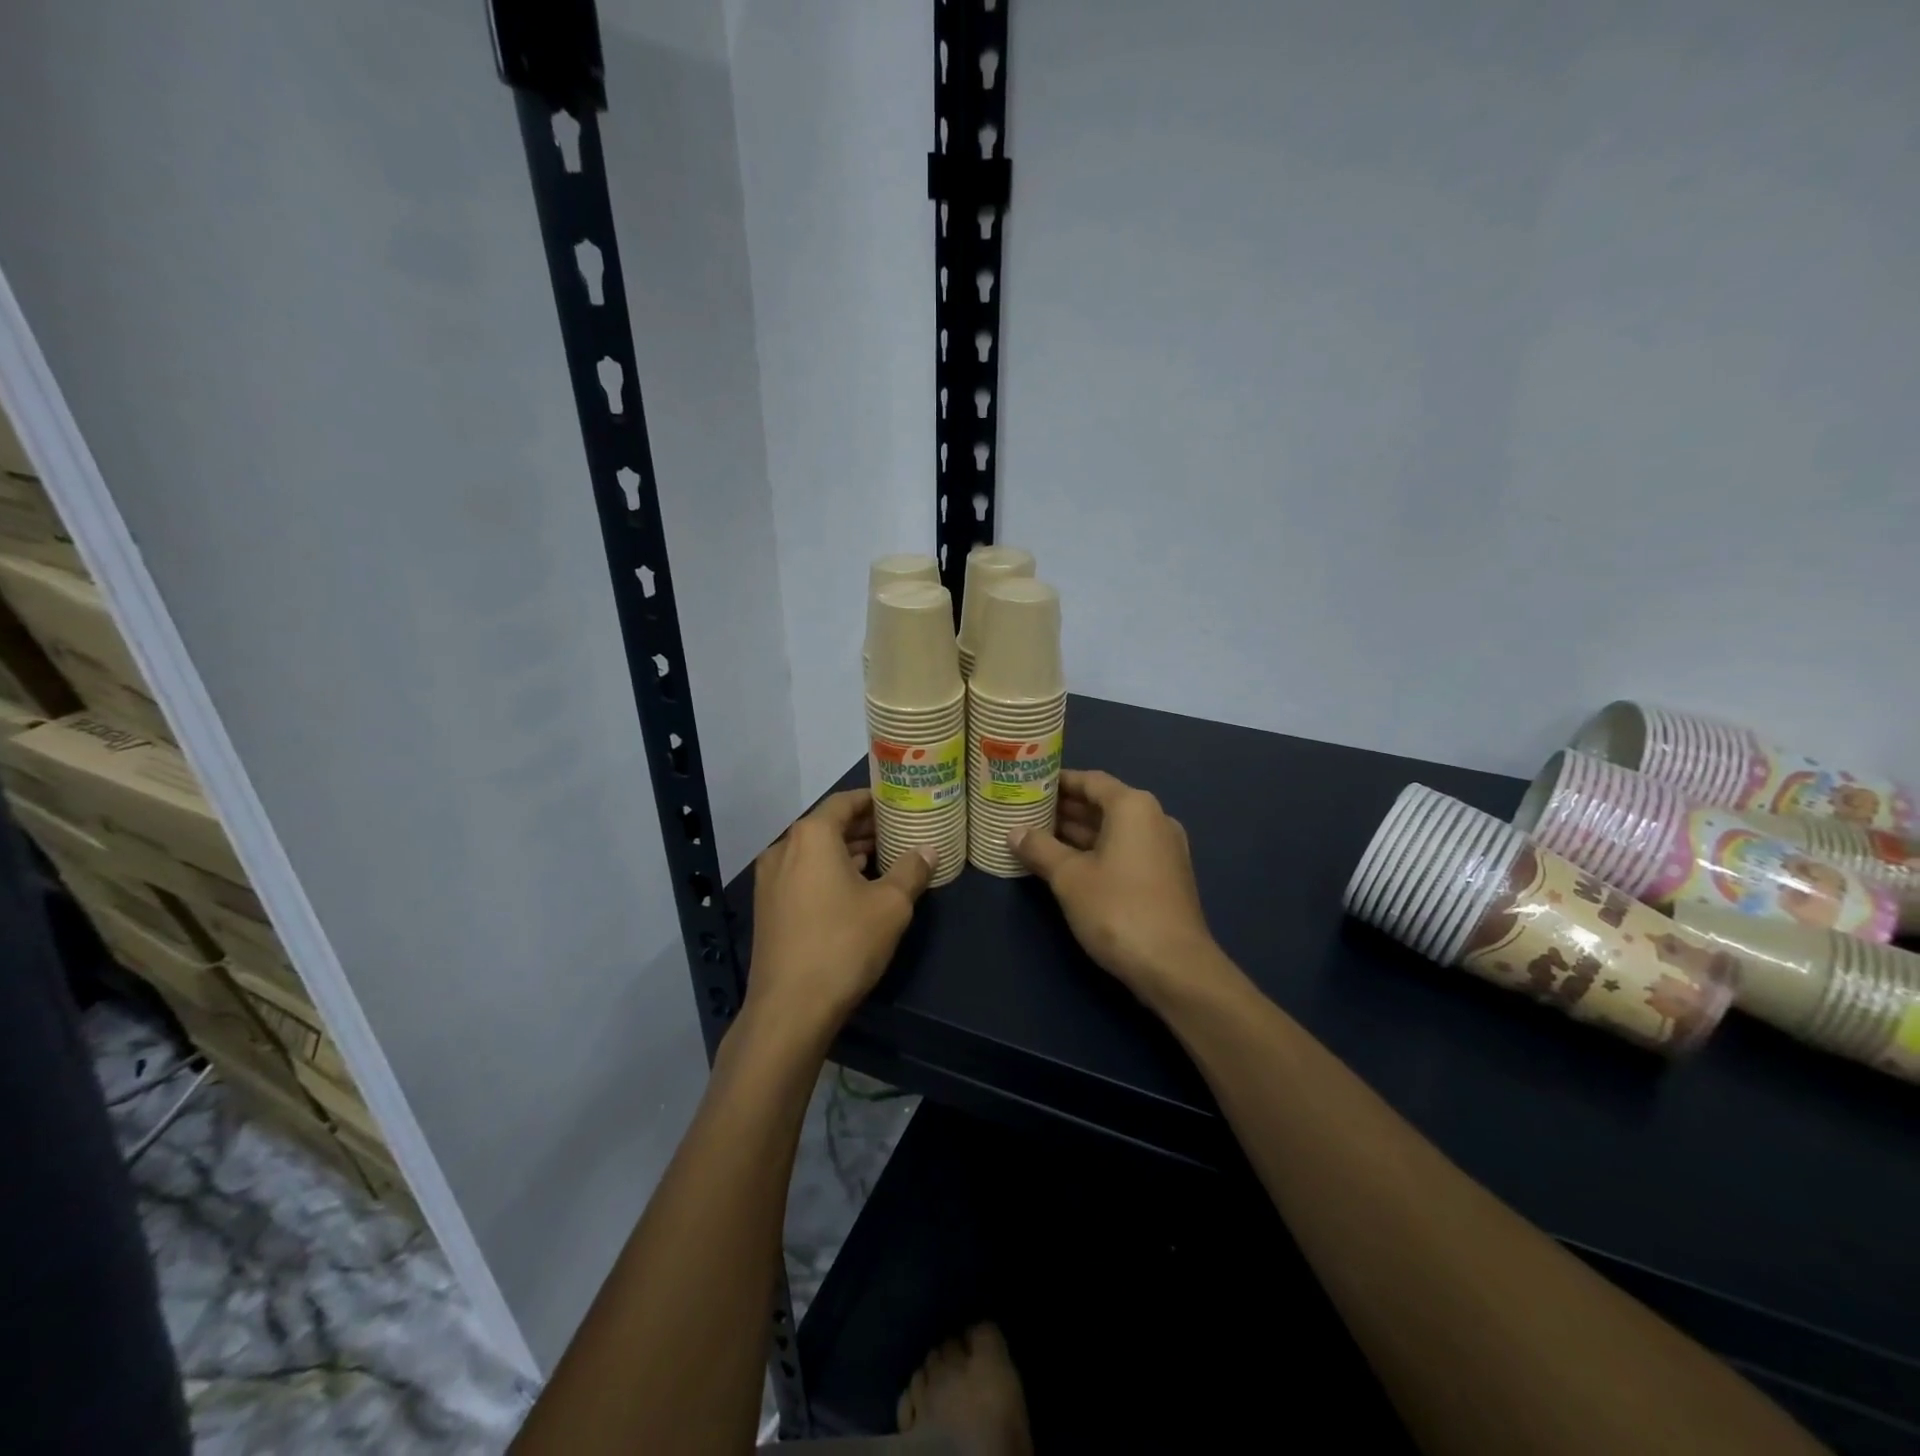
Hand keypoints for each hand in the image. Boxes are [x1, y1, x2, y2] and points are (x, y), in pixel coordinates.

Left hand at [745, 790, 936, 1038]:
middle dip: (862, 827)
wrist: (790, 1009)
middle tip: (897, 831)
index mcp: (811, 836)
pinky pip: (802, 875)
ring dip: (846, 852)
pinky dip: (828, 873)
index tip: (897, 803)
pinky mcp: (767, 908)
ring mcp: (770, 880)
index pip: (844, 802)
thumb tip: (929, 850)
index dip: (872, 800)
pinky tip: (854, 890)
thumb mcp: (891, 905)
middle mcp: (783, 849)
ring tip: (882, 858)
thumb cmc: (844, 944)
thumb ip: (912, 870)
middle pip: (827, 826)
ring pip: (813, 853)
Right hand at [1011, 770, 1227, 1007]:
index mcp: (1133, 807)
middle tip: (1027, 812)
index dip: (1058, 782)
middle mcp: (1154, 819)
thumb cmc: (1117, 908)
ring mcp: (1164, 849)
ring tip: (1039, 837)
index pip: (1090, 780)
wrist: (1174, 965)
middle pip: (1103, 804)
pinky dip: (1097, 852)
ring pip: (1114, 830)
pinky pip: (1125, 851)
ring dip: (1079, 833)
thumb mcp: (1069, 877)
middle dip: (1065, 809)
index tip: (1029, 785)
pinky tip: (1068, 865)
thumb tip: (1014, 832)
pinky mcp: (1166, 877)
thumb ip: (1040, 849)